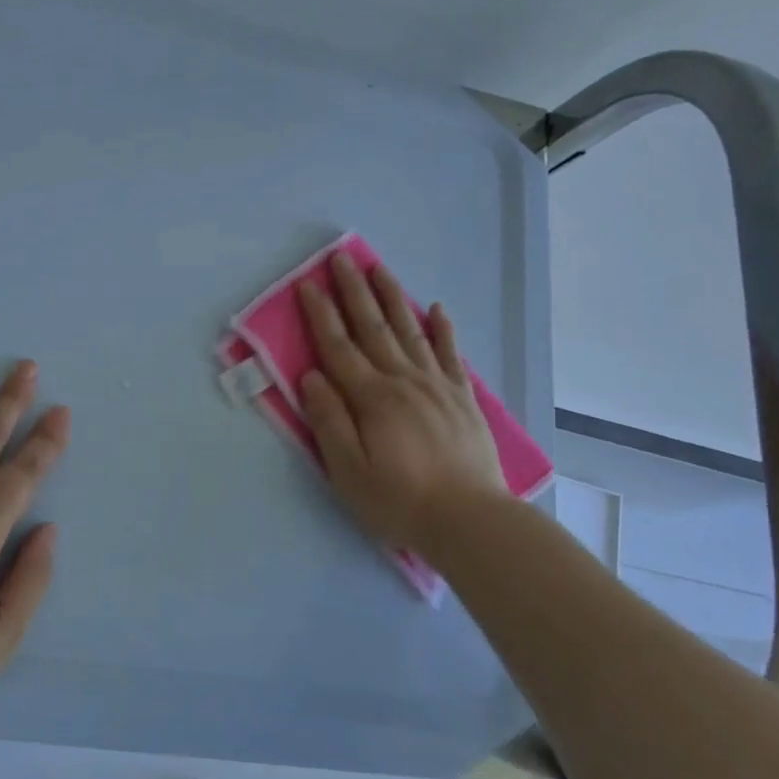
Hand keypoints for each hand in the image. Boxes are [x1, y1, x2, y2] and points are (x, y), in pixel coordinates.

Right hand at [297, 252, 508, 552]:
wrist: (470, 520)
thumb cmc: (400, 501)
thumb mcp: (348, 471)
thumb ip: (329, 421)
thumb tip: (311, 377)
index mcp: (371, 398)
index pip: (338, 347)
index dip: (320, 315)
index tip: (307, 284)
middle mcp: (403, 380)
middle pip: (372, 327)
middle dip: (353, 291)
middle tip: (341, 257)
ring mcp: (437, 385)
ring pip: (410, 330)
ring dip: (392, 297)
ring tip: (378, 268)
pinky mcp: (462, 397)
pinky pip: (450, 354)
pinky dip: (442, 329)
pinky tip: (436, 308)